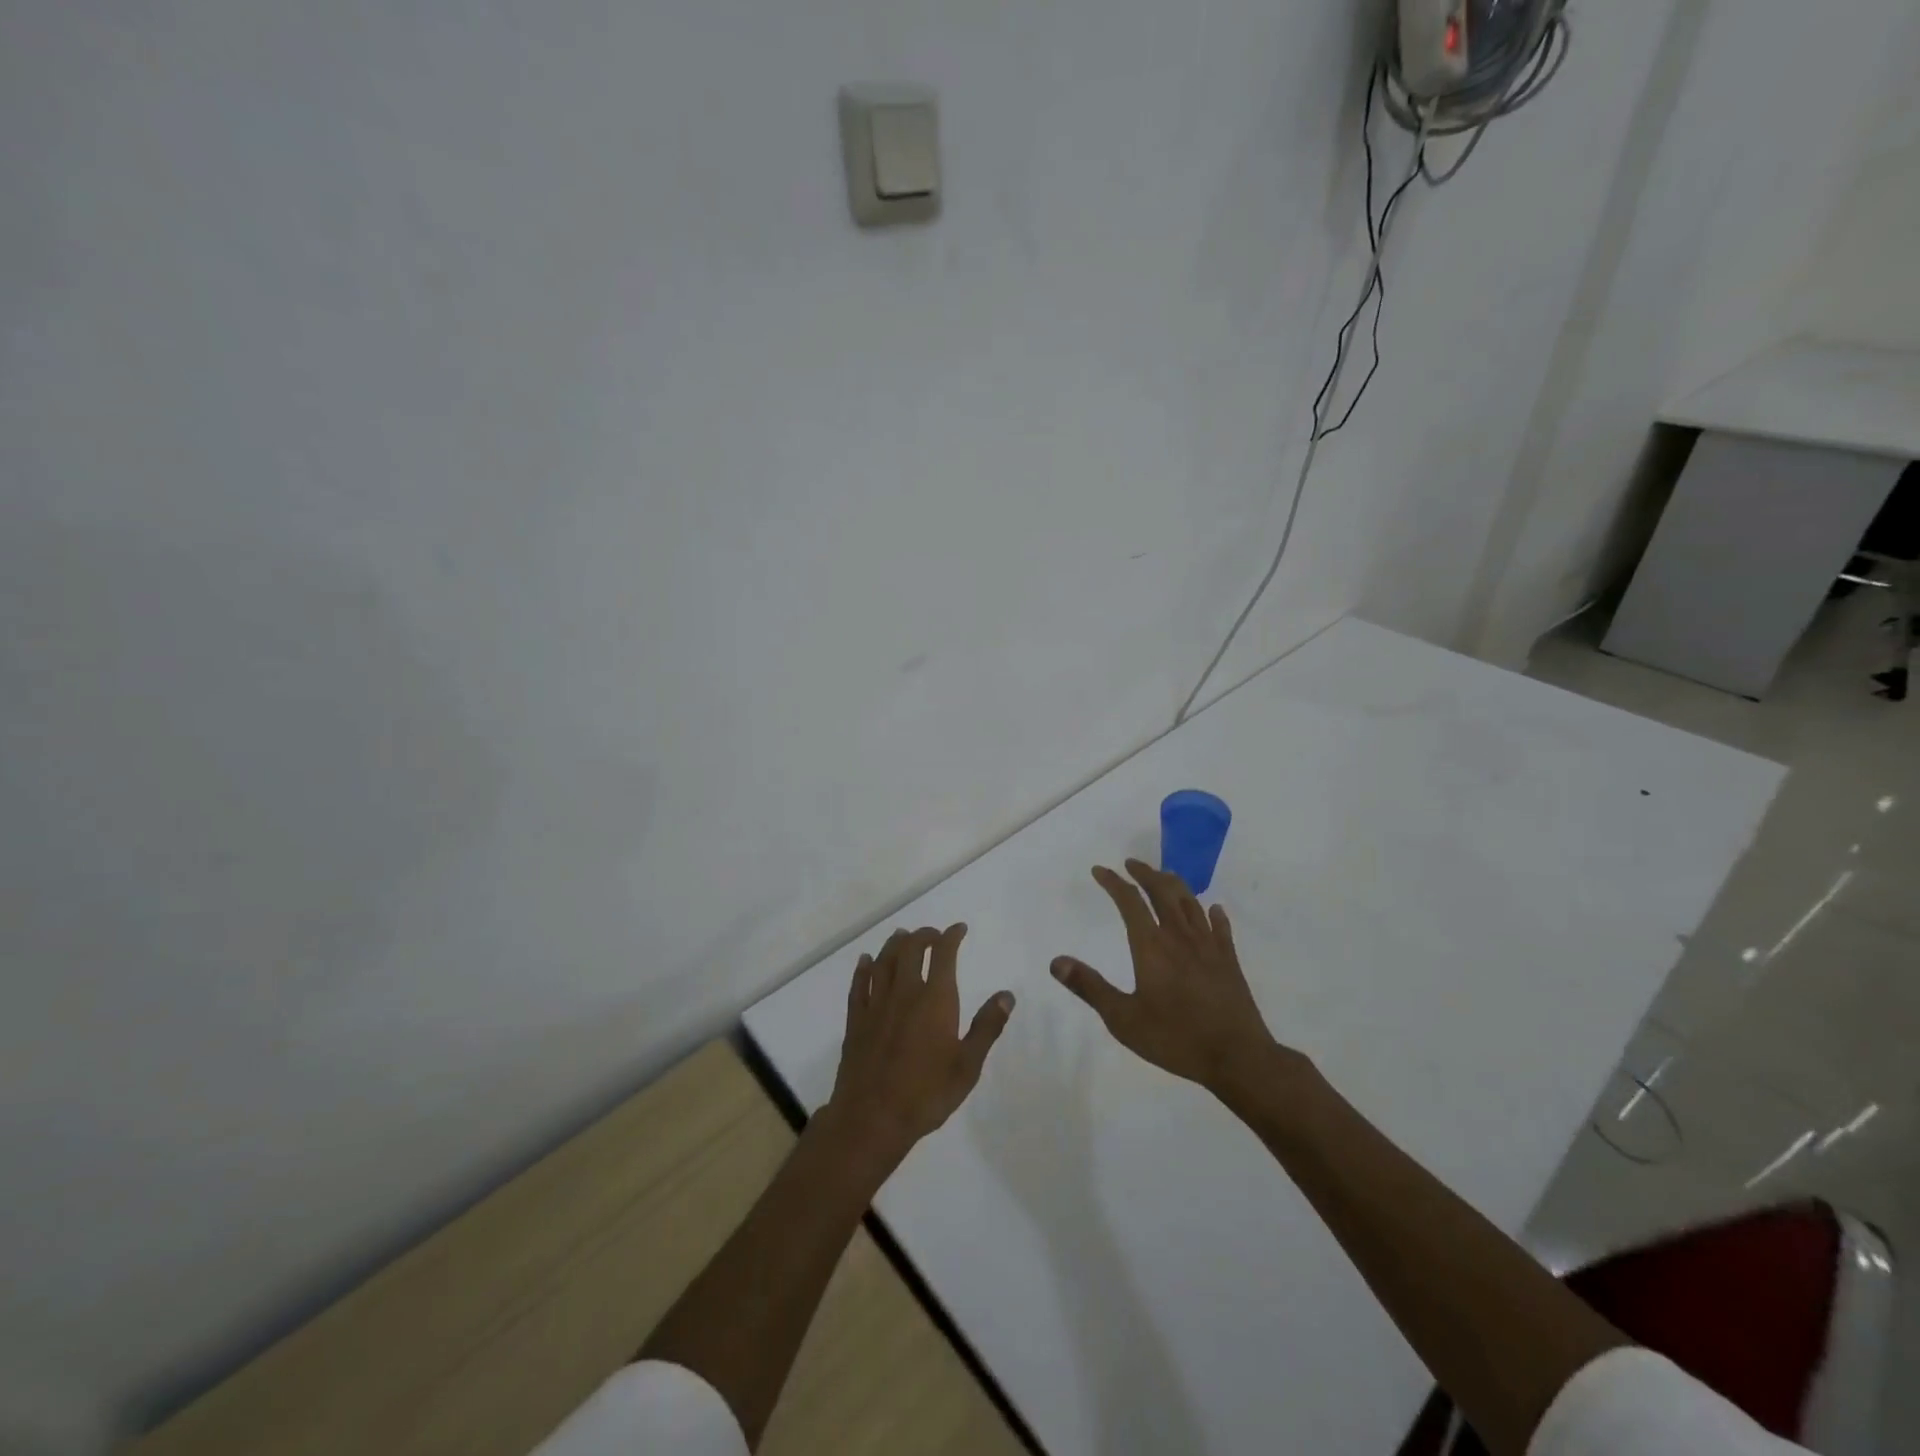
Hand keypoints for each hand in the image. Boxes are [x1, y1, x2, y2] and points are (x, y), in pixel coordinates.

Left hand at [821, 924, 1014, 1175]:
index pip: (944, 954)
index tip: (959, 929)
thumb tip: (1006, 995)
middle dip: (924, 935)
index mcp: (935, 1000)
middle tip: (934, 935)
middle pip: (910, 949)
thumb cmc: (927, 1094)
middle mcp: (904, 993)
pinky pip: (858, 984)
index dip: (951, 936)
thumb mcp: (968, 1066)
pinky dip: (863, 968)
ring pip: (884, 961)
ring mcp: (876, 1005)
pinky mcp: (856, 1020)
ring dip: (895, 944)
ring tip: (902, 936)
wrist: (872, 1118)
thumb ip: (987, 1027)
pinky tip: (866, 961)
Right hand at [1051, 860, 1281, 1092]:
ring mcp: (1208, 947)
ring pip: (1191, 904)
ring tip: (1165, 876)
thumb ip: (1090, 987)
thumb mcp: (1123, 1018)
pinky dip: (1214, 914)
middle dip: (1145, 874)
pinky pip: (1221, 929)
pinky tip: (1214, 910)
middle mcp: (1179, 937)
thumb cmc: (1175, 1038)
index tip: (1100, 870)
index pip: (1129, 902)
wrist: (1237, 1057)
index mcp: (1151, 946)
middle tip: (1132, 863)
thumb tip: (1056, 961)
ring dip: (1175, 885)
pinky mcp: (1230, 961)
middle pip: (1162, 892)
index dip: (1113, 882)